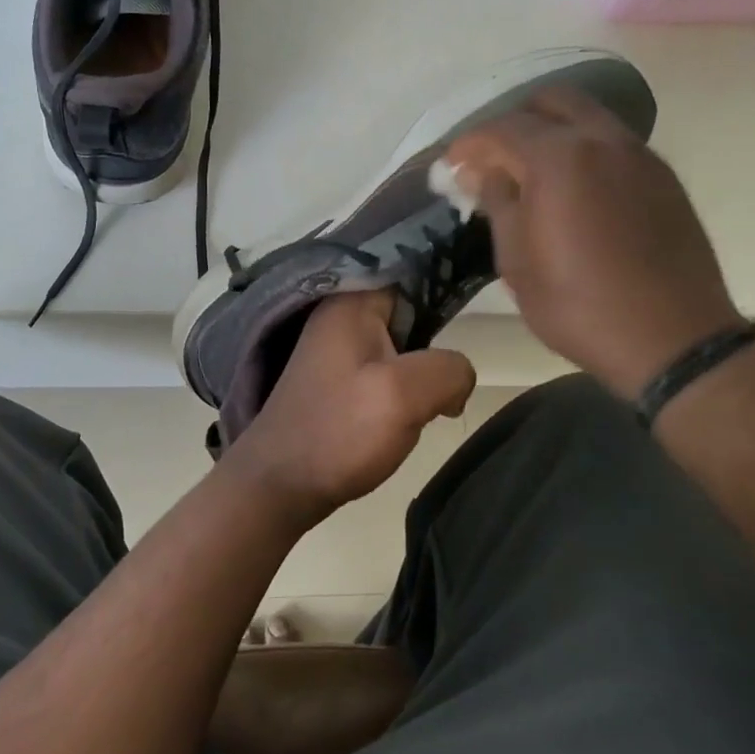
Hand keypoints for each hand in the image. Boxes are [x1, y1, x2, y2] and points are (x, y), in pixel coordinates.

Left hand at [231, 290, 475, 524]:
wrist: (279, 486)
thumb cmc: (338, 431)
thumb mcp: (404, 394)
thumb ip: (448, 369)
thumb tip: (457, 379)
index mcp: (351, 302)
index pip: (410, 267)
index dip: (445, 281)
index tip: (475, 301)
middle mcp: (340, 314)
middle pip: (410, 306)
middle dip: (436, 337)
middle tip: (451, 373)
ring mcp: (337, 347)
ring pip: (403, 340)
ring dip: (423, 367)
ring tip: (437, 399)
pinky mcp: (339, 378)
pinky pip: (387, 365)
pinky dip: (406, 385)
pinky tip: (415, 412)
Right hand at [446, 85, 742, 397]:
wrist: (673, 339)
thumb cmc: (580, 307)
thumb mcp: (518, 264)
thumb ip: (498, 205)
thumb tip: (483, 174)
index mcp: (559, 159)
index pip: (501, 129)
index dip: (468, 144)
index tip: (450, 166)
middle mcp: (602, 140)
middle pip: (550, 101)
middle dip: (513, 121)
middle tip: (492, 158)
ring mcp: (639, 155)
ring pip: (587, 116)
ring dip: (551, 131)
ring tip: (530, 171)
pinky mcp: (662, 176)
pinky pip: (613, 141)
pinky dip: (583, 148)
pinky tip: (572, 188)